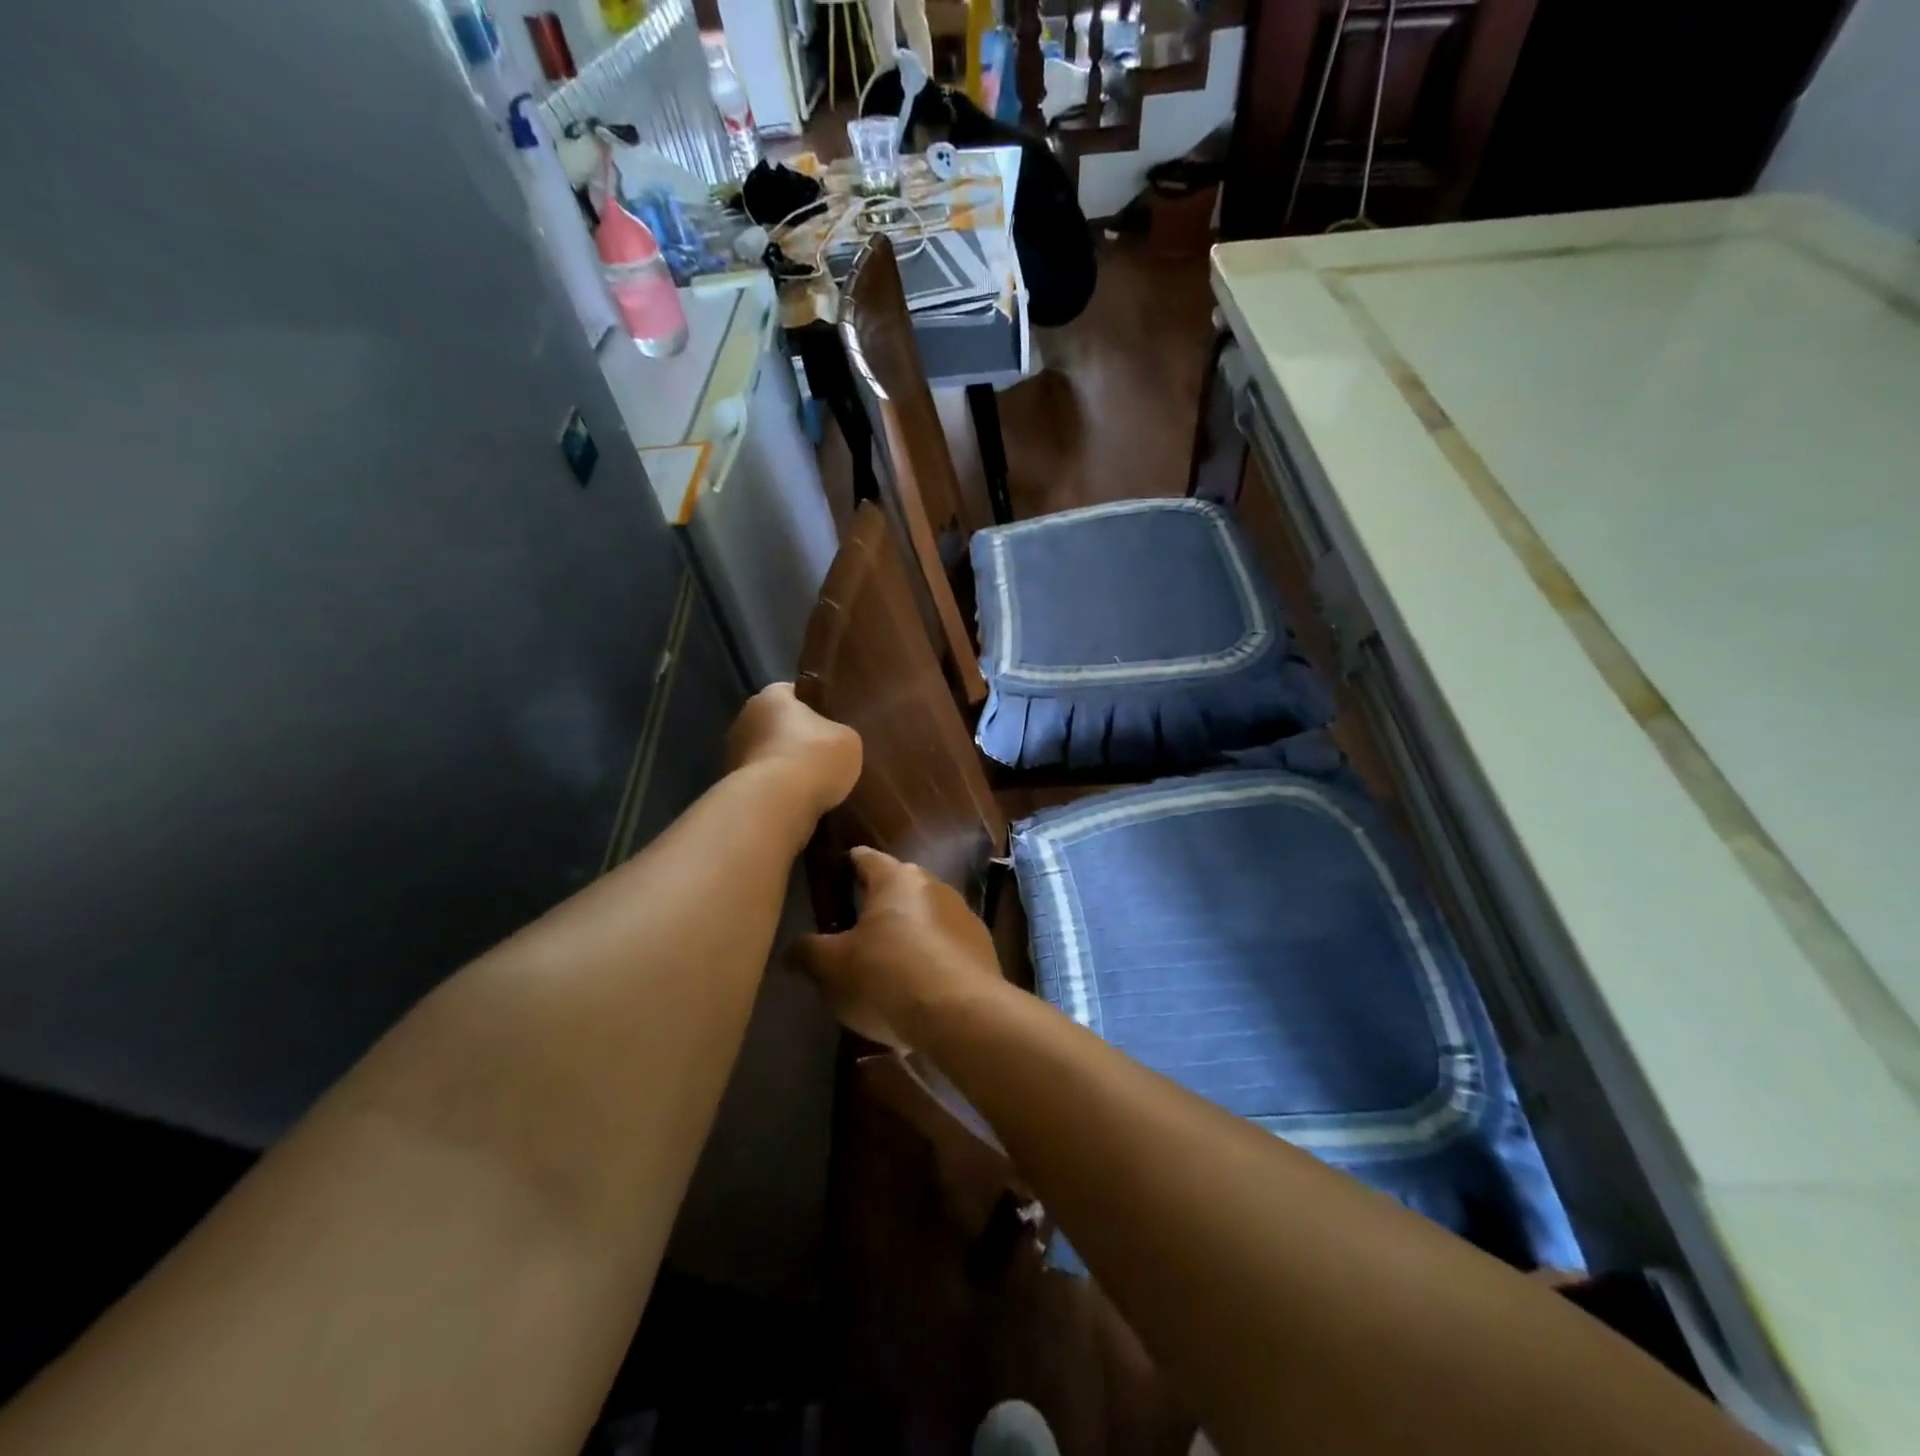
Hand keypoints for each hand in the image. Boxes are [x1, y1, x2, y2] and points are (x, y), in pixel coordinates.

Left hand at [725, 683, 861, 818]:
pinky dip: (778, 791)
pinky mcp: (733, 788)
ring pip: (769, 756)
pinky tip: (800, 802)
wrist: (776, 805)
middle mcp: (745, 718)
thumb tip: (833, 741)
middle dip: (797, 738)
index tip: (831, 719)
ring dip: (787, 767)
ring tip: (816, 784)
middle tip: (826, 754)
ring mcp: (733, 755)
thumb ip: (839, 733)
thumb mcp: (848, 739)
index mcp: (771, 696)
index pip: (793, 692)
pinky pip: (763, 784)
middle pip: (777, 725)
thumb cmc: (814, 757)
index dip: (813, 705)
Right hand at [792, 847, 1003, 1048]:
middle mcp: (934, 885)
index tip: (836, 872)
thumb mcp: (832, 968)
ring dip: (908, 933)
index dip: (849, 864)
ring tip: (886, 963)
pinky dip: (931, 959)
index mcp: (896, 878)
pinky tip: (917, 988)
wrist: (963, 1015)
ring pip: (925, 917)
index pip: (866, 858)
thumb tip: (792, 950)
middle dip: (878, 903)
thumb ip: (808, 952)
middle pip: (899, 886)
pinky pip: (946, 947)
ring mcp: (964, 916)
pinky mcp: (983, 947)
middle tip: (854, 926)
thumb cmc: (888, 978)